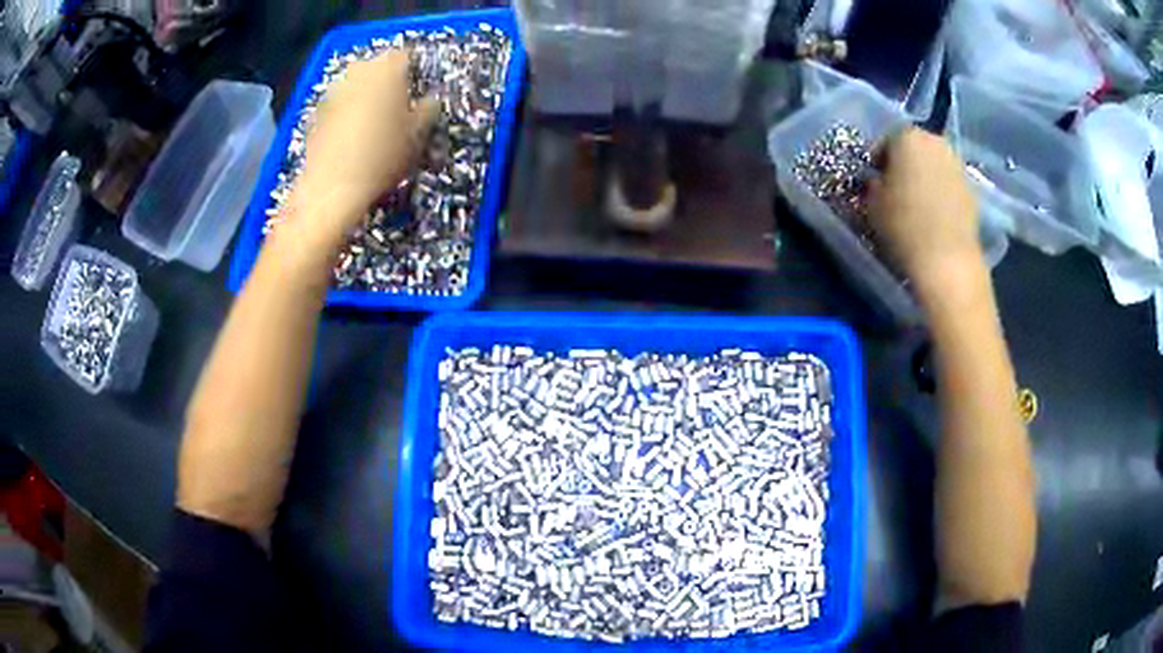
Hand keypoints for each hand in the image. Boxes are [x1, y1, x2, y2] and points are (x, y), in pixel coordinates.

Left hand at [285, 49, 439, 245]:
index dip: (413, 73)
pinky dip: (347, 116)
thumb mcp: (418, 135)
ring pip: (356, 87)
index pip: (405, 57)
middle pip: (377, 69)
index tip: (418, 93)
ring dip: (365, 99)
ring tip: (375, 126)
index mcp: (387, 69)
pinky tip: (353, 140)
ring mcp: (333, 92)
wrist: (332, 189)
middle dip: (387, 84)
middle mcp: (358, 72)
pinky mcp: (316, 114)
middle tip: (399, 108)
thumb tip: (430, 101)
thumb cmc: (382, 156)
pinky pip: (339, 107)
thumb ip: (428, 110)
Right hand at [866, 128, 981, 291]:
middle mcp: (935, 142)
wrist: (948, 260)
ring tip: (916, 205)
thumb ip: (873, 184)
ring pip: (934, 166)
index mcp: (907, 136)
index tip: (875, 181)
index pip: (886, 141)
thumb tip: (877, 181)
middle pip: (915, 149)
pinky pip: (949, 185)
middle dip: (905, 165)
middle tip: (895, 191)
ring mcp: (957, 165)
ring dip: (925, 179)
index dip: (878, 161)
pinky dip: (941, 195)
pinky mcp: (972, 191)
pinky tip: (934, 218)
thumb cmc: (904, 225)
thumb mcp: (872, 203)